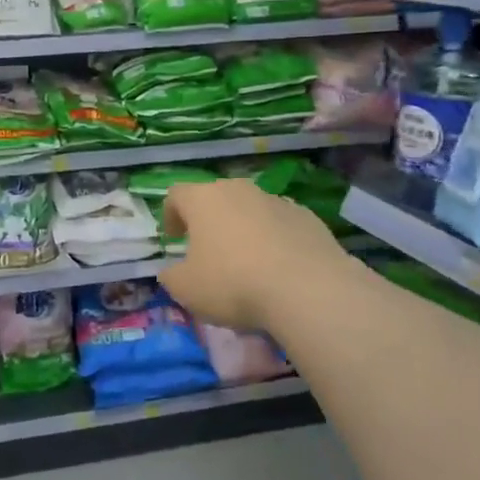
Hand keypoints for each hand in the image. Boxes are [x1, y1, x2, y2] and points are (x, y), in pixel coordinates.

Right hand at [159, 179, 355, 334]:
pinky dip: (273, 239)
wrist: (308, 290)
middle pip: (215, 198)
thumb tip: (171, 271)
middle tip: (207, 250)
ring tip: (246, 263)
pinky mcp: (308, 217)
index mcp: (203, 199)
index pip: (176, 195)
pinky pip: (280, 224)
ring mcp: (276, 201)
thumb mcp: (185, 289)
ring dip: (242, 229)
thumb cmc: (233, 283)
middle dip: (208, 221)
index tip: (174, 238)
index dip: (170, 215)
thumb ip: (171, 276)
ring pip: (250, 210)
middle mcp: (239, 190)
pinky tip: (278, 268)